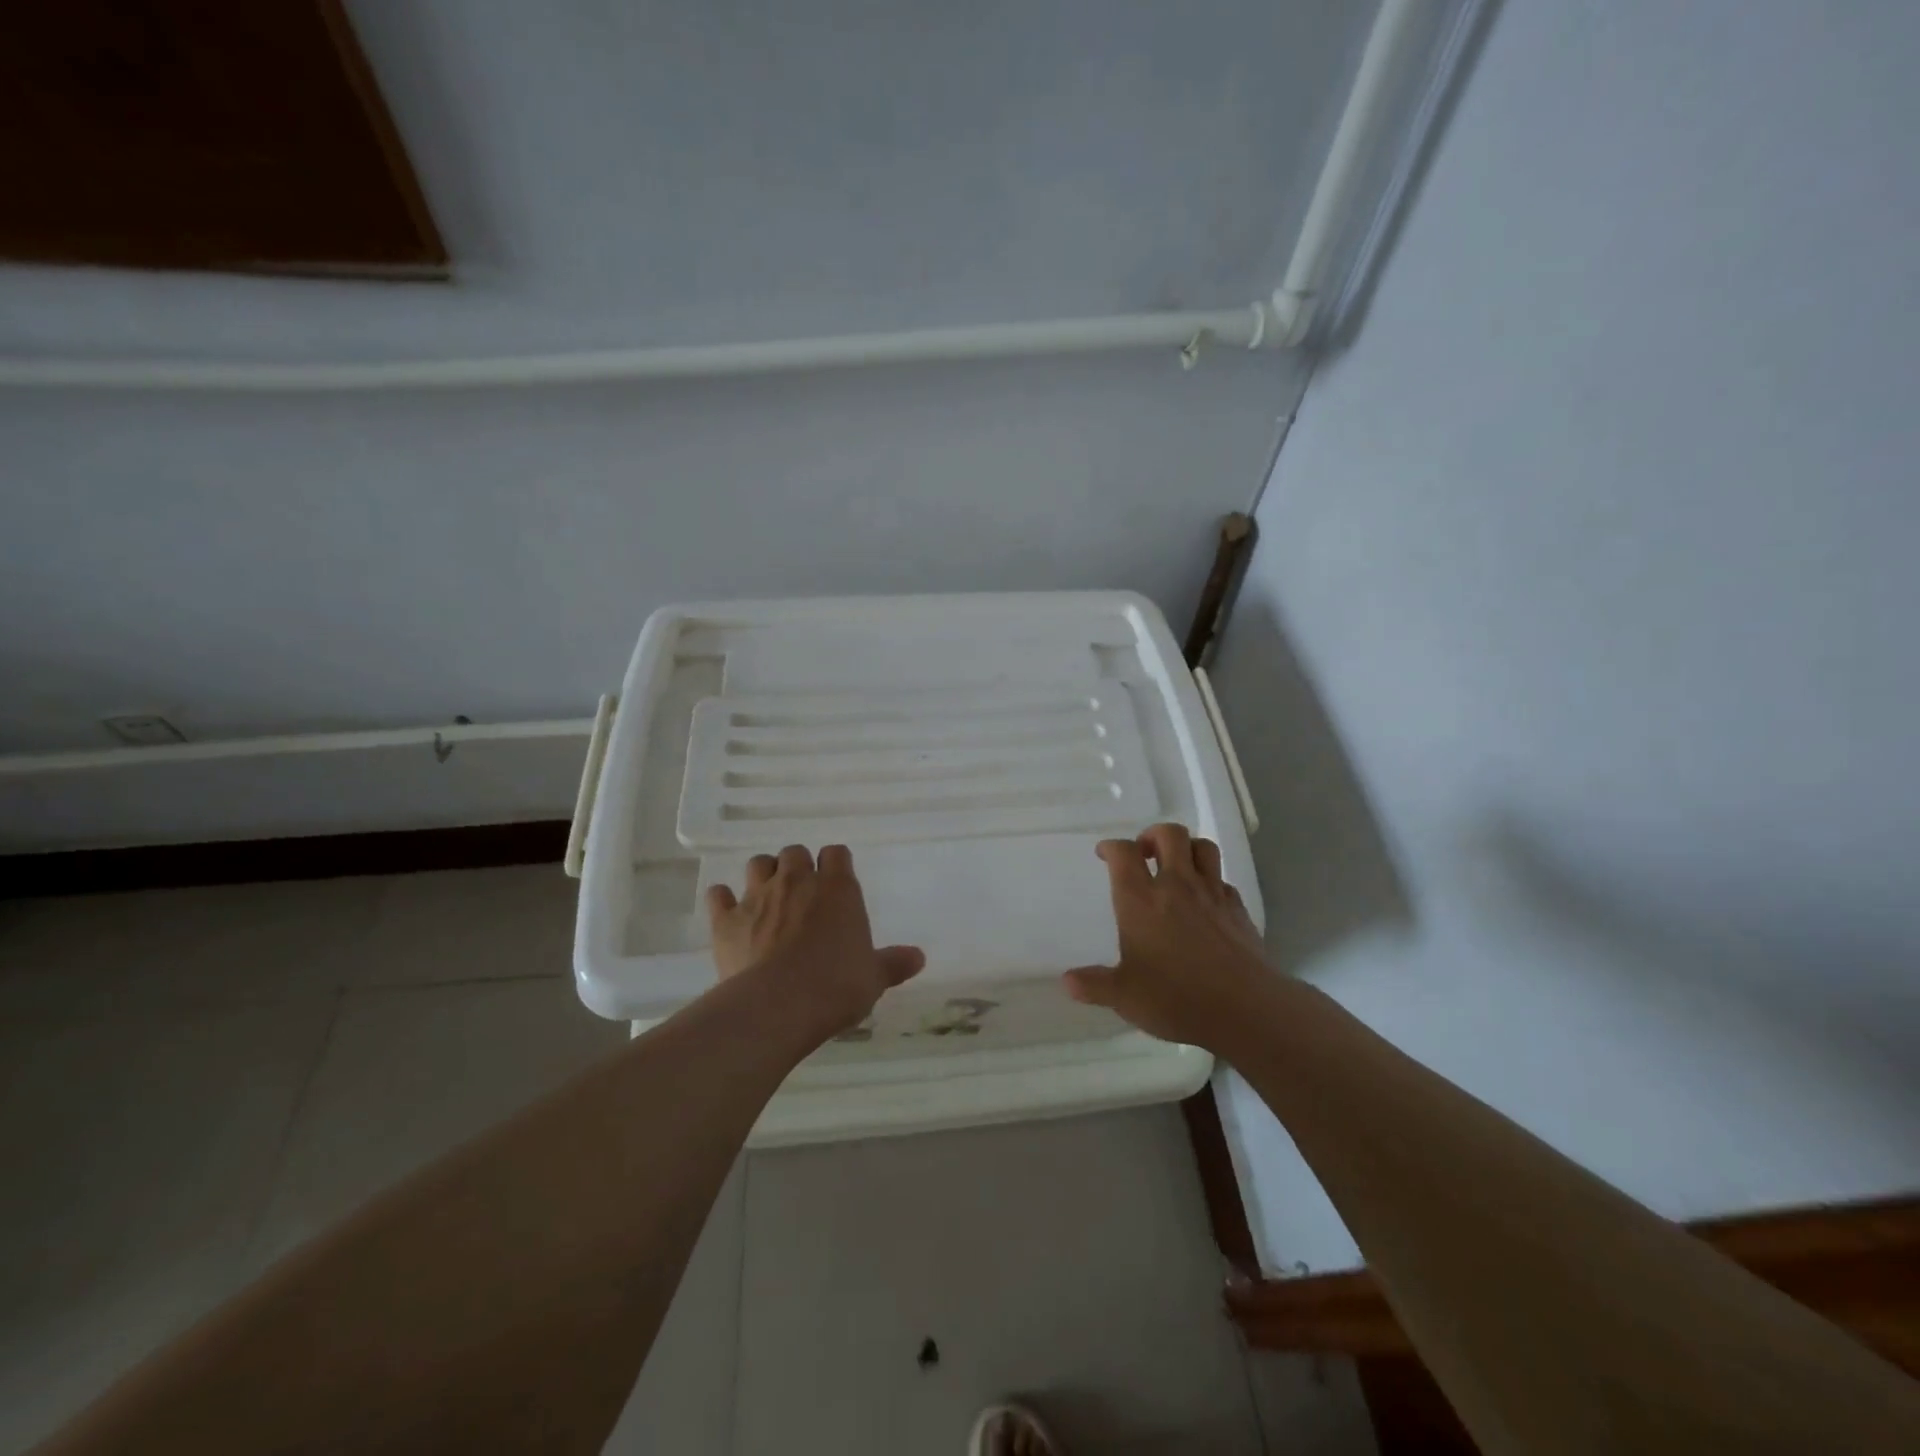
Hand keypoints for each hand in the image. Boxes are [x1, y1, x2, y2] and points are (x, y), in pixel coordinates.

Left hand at [705, 844, 924, 1047]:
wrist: (777, 1006)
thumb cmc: (836, 987)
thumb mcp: (873, 978)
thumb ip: (894, 963)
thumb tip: (919, 957)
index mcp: (837, 888)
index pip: (836, 853)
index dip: (836, 864)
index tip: (837, 882)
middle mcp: (797, 881)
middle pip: (795, 852)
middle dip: (798, 866)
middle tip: (802, 892)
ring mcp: (758, 896)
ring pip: (758, 864)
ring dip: (764, 874)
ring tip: (768, 897)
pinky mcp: (726, 919)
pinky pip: (719, 895)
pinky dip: (723, 900)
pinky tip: (728, 911)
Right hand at [1063, 823, 1271, 1050]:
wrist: (1246, 1008)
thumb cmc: (1176, 998)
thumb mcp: (1125, 996)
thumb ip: (1095, 985)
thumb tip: (1068, 982)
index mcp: (1141, 900)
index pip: (1124, 853)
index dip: (1111, 847)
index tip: (1105, 854)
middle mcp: (1177, 886)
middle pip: (1169, 834)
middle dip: (1153, 835)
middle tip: (1144, 853)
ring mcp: (1212, 894)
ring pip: (1203, 847)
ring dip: (1187, 848)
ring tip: (1177, 866)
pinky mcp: (1238, 909)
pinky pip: (1223, 881)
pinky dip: (1211, 882)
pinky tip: (1205, 902)